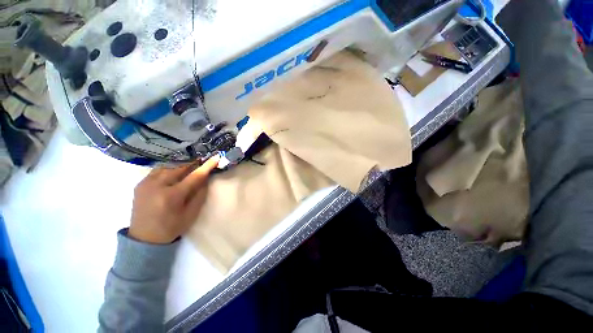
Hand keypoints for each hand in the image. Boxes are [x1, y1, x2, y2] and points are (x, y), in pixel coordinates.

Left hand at [128, 156, 219, 243]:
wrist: (144, 238)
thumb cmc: (171, 227)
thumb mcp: (191, 213)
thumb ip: (200, 194)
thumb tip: (205, 178)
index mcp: (171, 196)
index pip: (194, 176)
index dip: (206, 166)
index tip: (216, 157)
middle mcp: (157, 186)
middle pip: (180, 168)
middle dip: (193, 164)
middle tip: (202, 163)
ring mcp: (146, 183)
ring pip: (168, 167)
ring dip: (181, 166)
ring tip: (189, 169)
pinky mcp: (140, 184)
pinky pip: (158, 170)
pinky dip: (169, 169)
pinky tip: (174, 174)